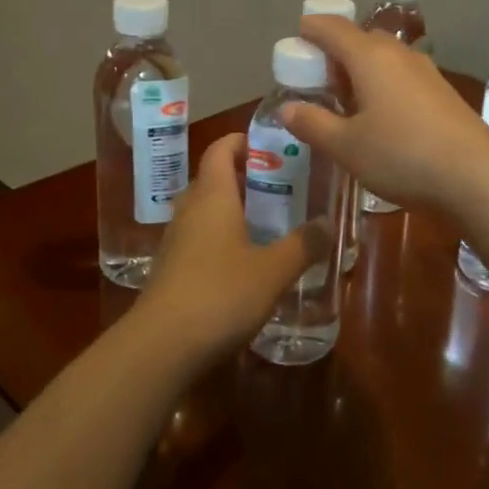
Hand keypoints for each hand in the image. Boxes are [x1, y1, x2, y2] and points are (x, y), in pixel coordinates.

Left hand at [137, 133, 331, 359]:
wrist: (161, 346)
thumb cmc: (220, 294)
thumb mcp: (273, 271)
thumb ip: (303, 245)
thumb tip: (328, 223)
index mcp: (212, 196)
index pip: (220, 149)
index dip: (242, 141)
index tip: (270, 145)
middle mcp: (190, 210)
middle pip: (212, 178)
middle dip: (244, 177)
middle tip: (281, 187)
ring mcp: (176, 241)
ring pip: (205, 211)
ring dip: (233, 210)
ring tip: (269, 224)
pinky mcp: (171, 271)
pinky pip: (199, 240)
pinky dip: (221, 239)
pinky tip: (245, 264)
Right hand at [285, 15, 488, 219]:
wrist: (476, 175)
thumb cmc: (401, 155)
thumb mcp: (346, 146)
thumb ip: (313, 124)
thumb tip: (287, 108)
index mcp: (369, 57)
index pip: (333, 28)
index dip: (311, 29)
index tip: (296, 39)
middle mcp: (398, 54)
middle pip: (361, 39)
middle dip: (336, 52)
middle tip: (318, 79)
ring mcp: (426, 72)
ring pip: (384, 58)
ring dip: (362, 70)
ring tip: (347, 100)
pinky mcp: (443, 93)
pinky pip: (402, 76)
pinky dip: (383, 84)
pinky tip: (381, 116)